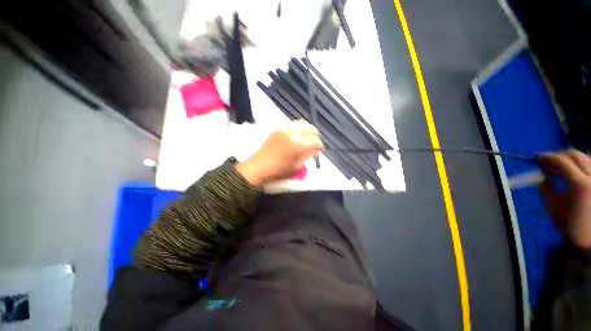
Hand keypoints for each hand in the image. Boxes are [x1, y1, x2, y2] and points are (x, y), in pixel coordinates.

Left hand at [235, 120, 322, 186]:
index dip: (320, 146)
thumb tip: (315, 150)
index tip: (319, 151)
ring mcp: (284, 128)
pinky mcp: (278, 128)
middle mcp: (292, 133)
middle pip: (311, 128)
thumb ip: (307, 156)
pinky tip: (298, 137)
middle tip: (314, 144)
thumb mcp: (297, 166)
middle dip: (316, 136)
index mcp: (297, 145)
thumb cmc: (278, 170)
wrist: (258, 166)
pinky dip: (299, 129)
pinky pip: (293, 124)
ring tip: (307, 139)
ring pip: (302, 123)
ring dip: (308, 131)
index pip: (315, 141)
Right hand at [539, 150, 590, 249]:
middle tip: (549, 161)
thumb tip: (543, 174)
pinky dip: (582, 163)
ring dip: (572, 159)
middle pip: (576, 155)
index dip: (548, 157)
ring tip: (563, 166)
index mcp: (579, 184)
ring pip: (586, 157)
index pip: (562, 161)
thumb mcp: (553, 206)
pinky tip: (576, 171)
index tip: (538, 159)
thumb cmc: (569, 223)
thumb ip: (546, 187)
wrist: (589, 238)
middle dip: (561, 155)